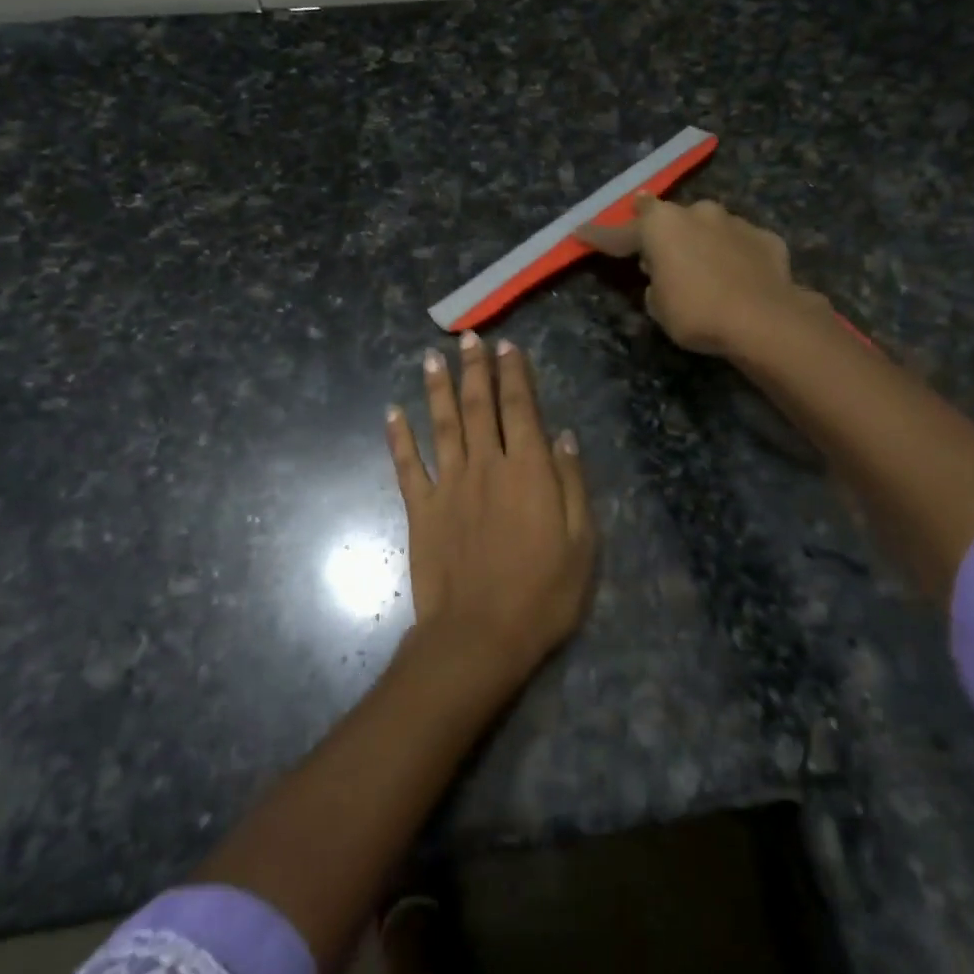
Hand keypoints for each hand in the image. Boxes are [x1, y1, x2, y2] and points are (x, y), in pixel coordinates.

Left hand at [386, 332, 595, 684]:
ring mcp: (448, 485)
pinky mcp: (421, 509)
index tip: (508, 347)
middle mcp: (485, 465)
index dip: (514, 375)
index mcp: (527, 470)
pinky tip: (392, 412)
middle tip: (469, 337)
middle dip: (475, 369)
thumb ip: (571, 483)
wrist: (479, 636)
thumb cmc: (542, 594)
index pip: (520, 409)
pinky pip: (407, 464)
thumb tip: (564, 435)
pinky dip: (399, 436)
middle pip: (478, 406)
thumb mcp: (581, 542)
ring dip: (437, 388)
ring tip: (432, 357)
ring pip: (441, 424)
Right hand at [579, 194, 822, 356]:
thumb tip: (664, 277)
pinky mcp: (764, 237)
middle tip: (654, 255)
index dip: (598, 235)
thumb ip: (655, 285)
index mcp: (660, 226)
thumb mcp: (659, 307)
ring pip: (707, 227)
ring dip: (698, 242)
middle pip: (668, 218)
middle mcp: (696, 212)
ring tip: (701, 269)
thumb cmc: (697, 313)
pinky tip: (736, 278)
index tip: (579, 230)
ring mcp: (734, 221)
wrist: (765, 318)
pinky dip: (732, 256)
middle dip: (659, 233)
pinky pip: (738, 244)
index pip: (619, 233)